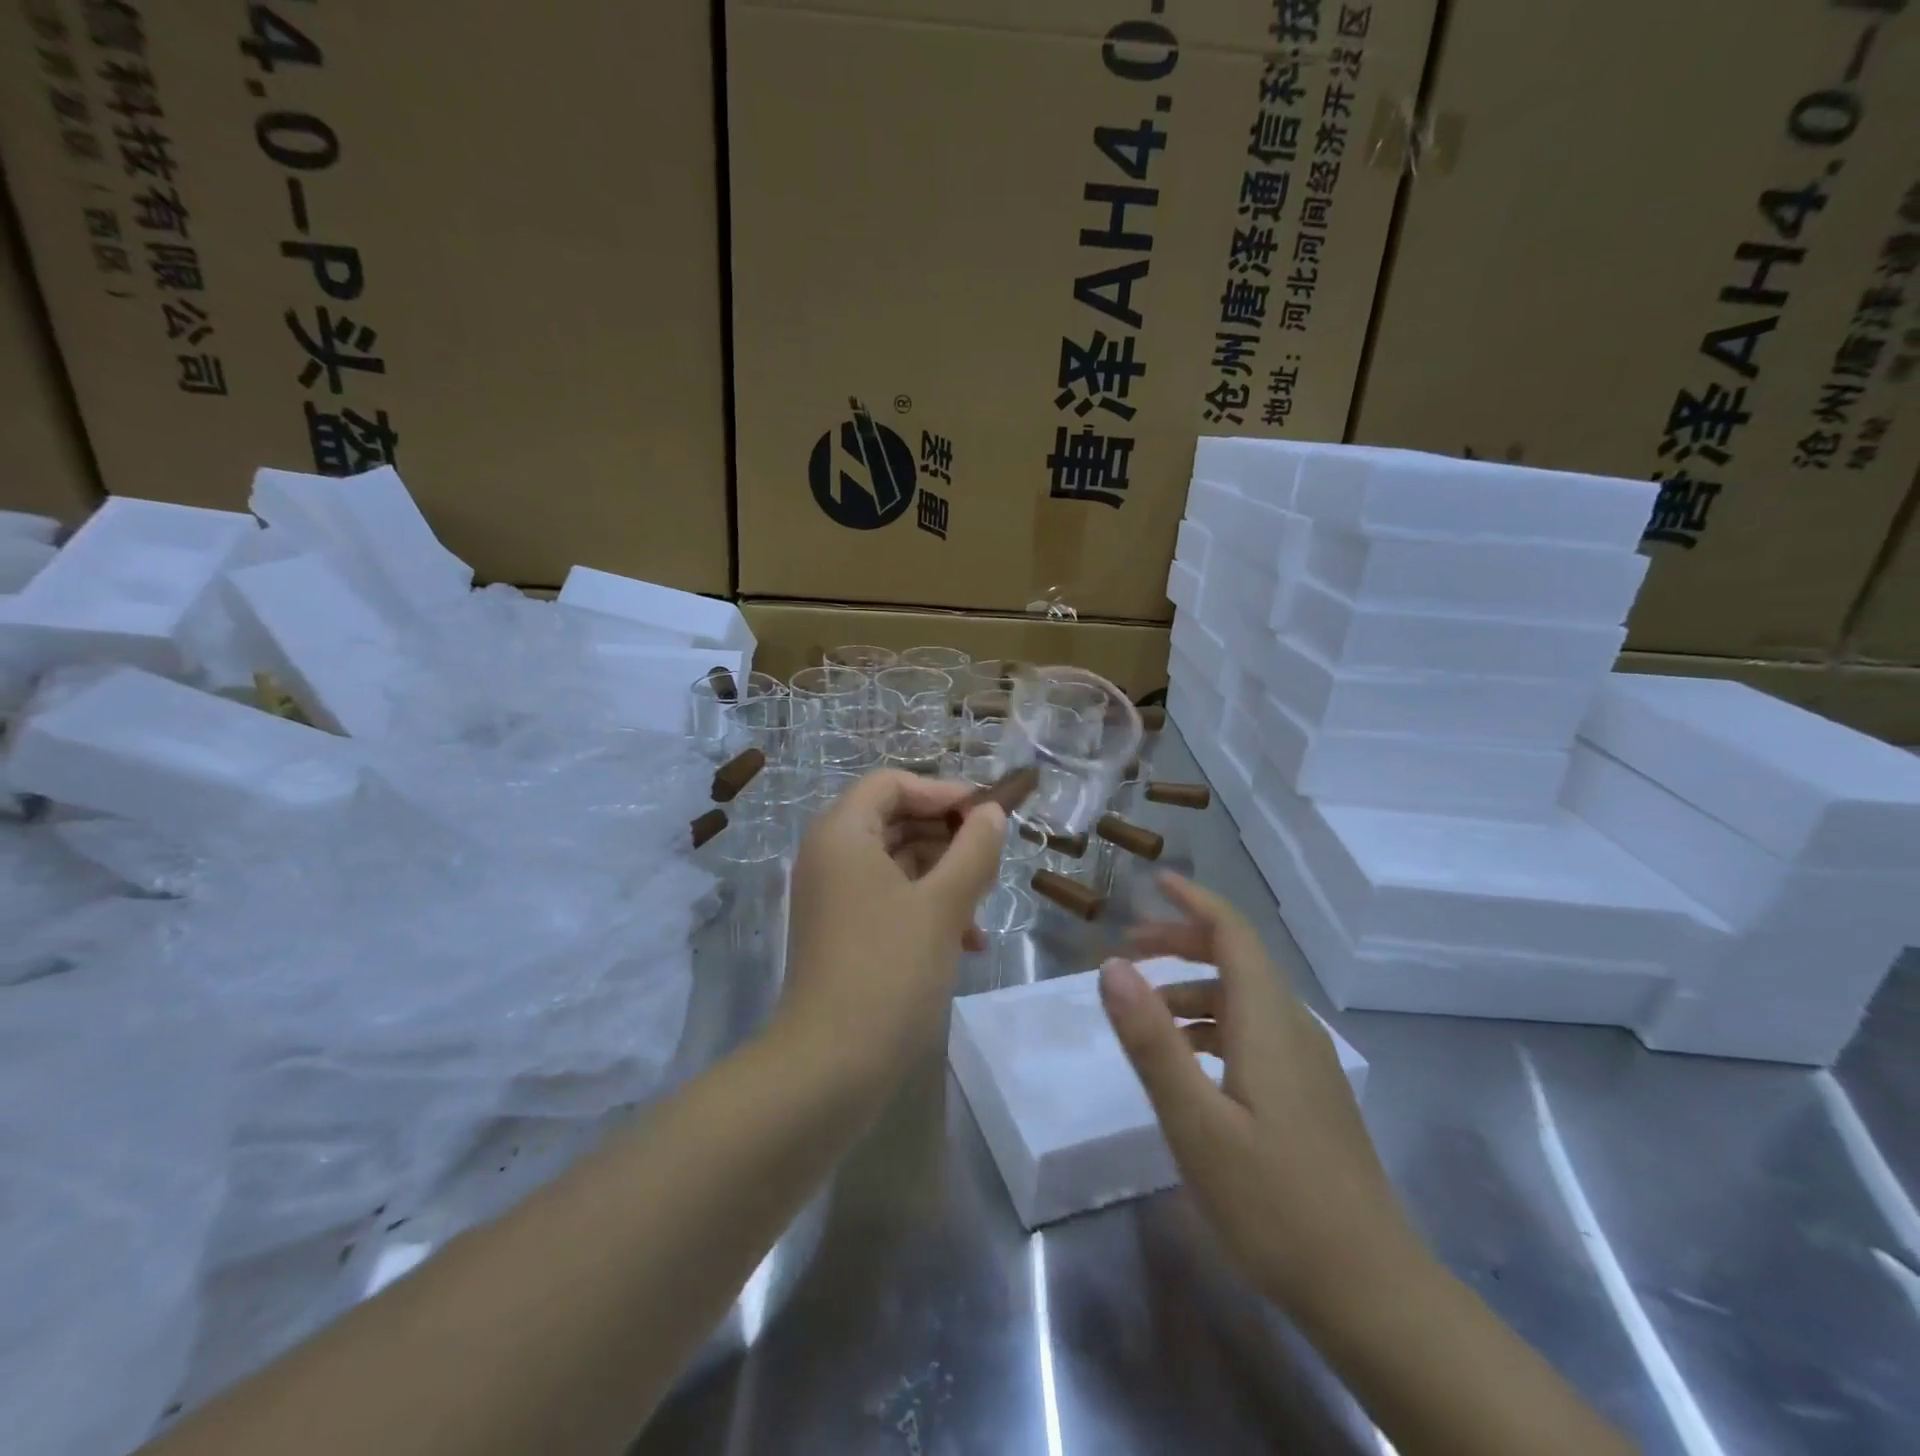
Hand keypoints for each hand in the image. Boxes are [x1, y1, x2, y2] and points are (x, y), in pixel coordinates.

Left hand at [780, 770, 1005, 1091]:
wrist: (830, 1068)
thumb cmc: (889, 971)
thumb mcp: (944, 905)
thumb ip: (973, 850)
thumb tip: (991, 812)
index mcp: (843, 833)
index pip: (892, 783)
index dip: (942, 791)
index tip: (987, 815)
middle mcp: (830, 855)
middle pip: (895, 819)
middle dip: (947, 837)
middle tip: (991, 860)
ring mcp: (833, 895)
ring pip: (897, 861)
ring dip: (944, 876)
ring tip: (983, 908)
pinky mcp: (842, 930)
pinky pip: (888, 897)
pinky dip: (926, 906)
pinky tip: (965, 941)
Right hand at [1100, 872, 1416, 1313]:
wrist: (1372, 1292)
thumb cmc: (1274, 1203)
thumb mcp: (1195, 1122)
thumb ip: (1152, 1040)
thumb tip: (1111, 966)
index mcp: (1268, 1021)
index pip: (1233, 933)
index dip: (1194, 901)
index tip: (1154, 881)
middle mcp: (1293, 1027)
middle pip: (1238, 959)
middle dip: (1181, 942)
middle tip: (1127, 948)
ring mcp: (1307, 1062)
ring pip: (1244, 998)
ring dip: (1192, 987)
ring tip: (1143, 1010)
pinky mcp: (1309, 1093)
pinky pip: (1254, 1031)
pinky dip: (1212, 1024)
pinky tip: (1187, 1061)